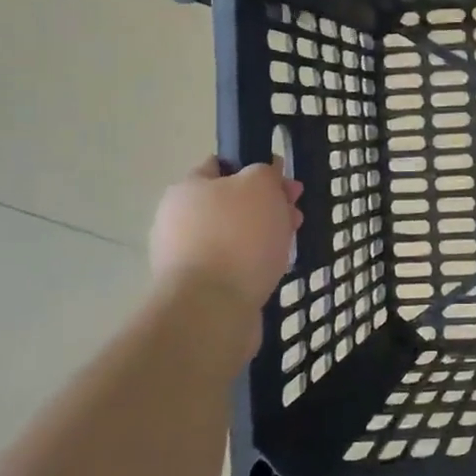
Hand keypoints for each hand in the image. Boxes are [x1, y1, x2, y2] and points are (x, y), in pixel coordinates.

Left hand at [150, 158, 302, 311]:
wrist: (212, 309)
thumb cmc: (237, 236)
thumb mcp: (260, 185)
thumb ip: (265, 172)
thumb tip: (263, 175)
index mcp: (187, 189)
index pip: (221, 166)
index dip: (256, 168)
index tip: (284, 182)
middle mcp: (179, 220)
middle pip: (232, 203)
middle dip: (267, 206)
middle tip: (295, 215)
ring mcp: (186, 257)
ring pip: (235, 235)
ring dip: (263, 236)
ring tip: (289, 245)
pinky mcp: (198, 288)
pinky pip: (233, 265)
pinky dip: (253, 264)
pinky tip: (272, 270)